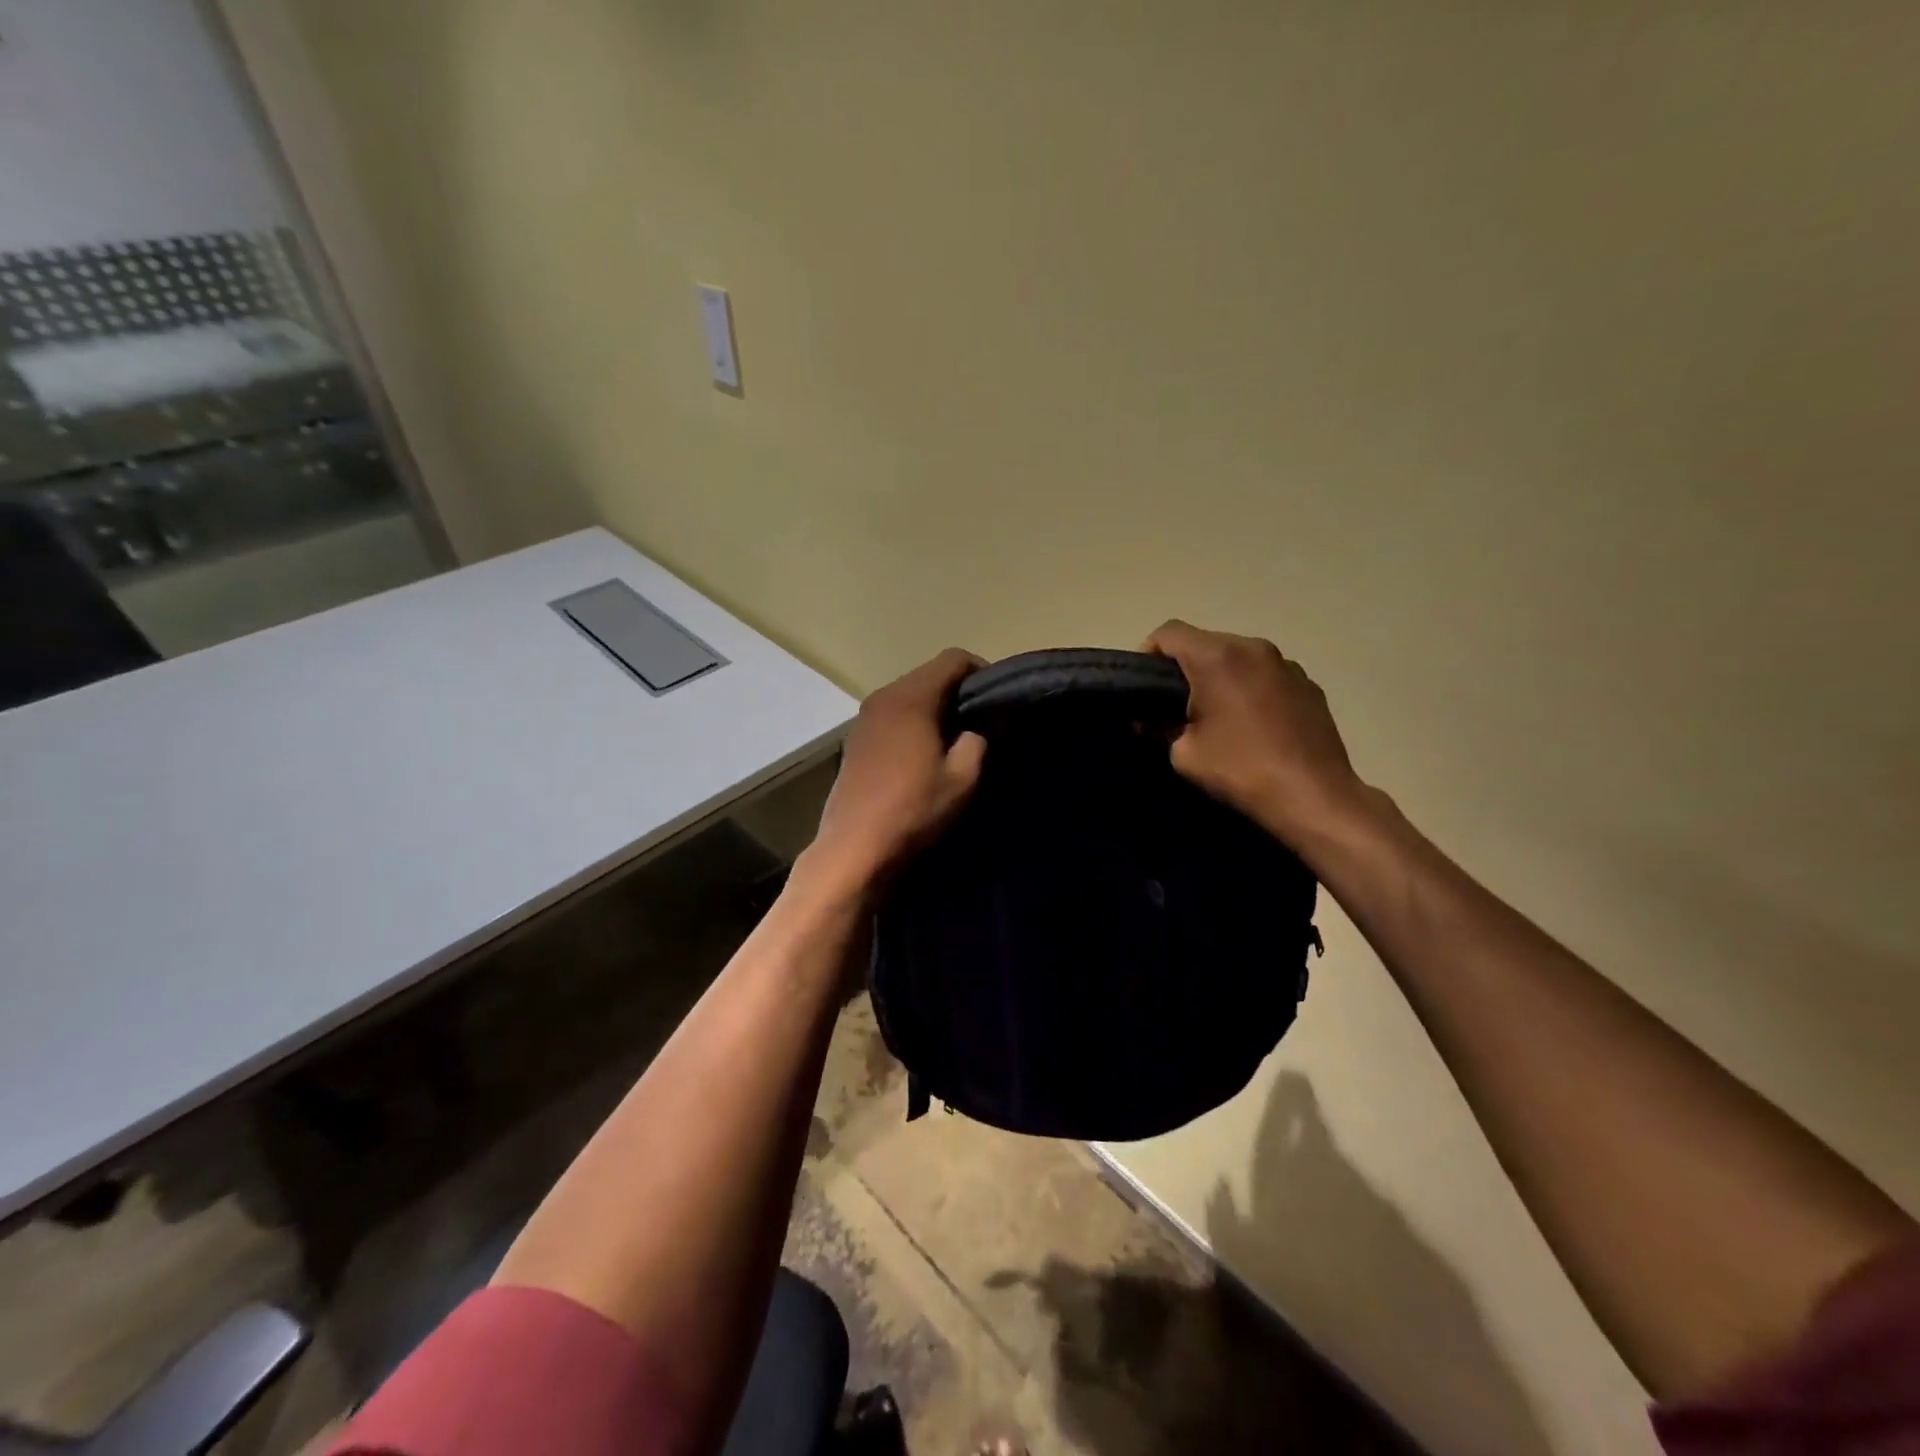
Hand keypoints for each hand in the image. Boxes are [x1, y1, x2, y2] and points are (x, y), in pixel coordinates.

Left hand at [799, 648, 987, 900]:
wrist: (855, 847)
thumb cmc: (913, 809)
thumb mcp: (962, 778)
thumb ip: (976, 741)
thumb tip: (976, 729)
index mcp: (910, 697)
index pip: (952, 659)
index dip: (981, 671)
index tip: (997, 697)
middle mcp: (883, 697)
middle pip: (928, 675)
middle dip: (957, 690)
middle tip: (980, 720)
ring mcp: (863, 718)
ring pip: (908, 696)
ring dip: (933, 708)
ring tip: (953, 738)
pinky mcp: (855, 740)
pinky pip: (891, 716)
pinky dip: (911, 723)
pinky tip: (922, 754)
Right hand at [1142, 620, 1367, 849]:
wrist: (1314, 797)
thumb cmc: (1240, 770)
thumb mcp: (1184, 754)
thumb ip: (1158, 727)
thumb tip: (1146, 720)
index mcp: (1217, 658)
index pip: (1168, 632)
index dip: (1147, 653)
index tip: (1143, 685)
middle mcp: (1253, 648)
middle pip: (1205, 641)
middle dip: (1185, 667)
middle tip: (1174, 704)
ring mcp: (1286, 664)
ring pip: (1238, 656)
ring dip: (1220, 676)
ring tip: (1216, 714)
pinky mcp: (1308, 684)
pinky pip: (1265, 674)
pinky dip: (1250, 687)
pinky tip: (1252, 724)